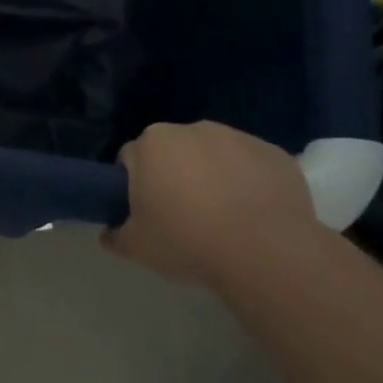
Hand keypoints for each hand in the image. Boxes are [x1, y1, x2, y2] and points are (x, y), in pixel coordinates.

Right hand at [104, 121, 321, 290]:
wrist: (265, 253)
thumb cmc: (188, 242)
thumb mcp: (137, 248)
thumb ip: (115, 235)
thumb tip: (109, 232)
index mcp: (153, 143)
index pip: (131, 159)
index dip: (135, 186)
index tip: (146, 213)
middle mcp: (193, 129)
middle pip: (174, 152)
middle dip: (175, 176)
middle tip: (183, 218)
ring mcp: (238, 137)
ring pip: (215, 155)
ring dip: (214, 176)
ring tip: (224, 220)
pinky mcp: (273, 153)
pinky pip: (252, 166)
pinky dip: (250, 183)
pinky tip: (255, 217)